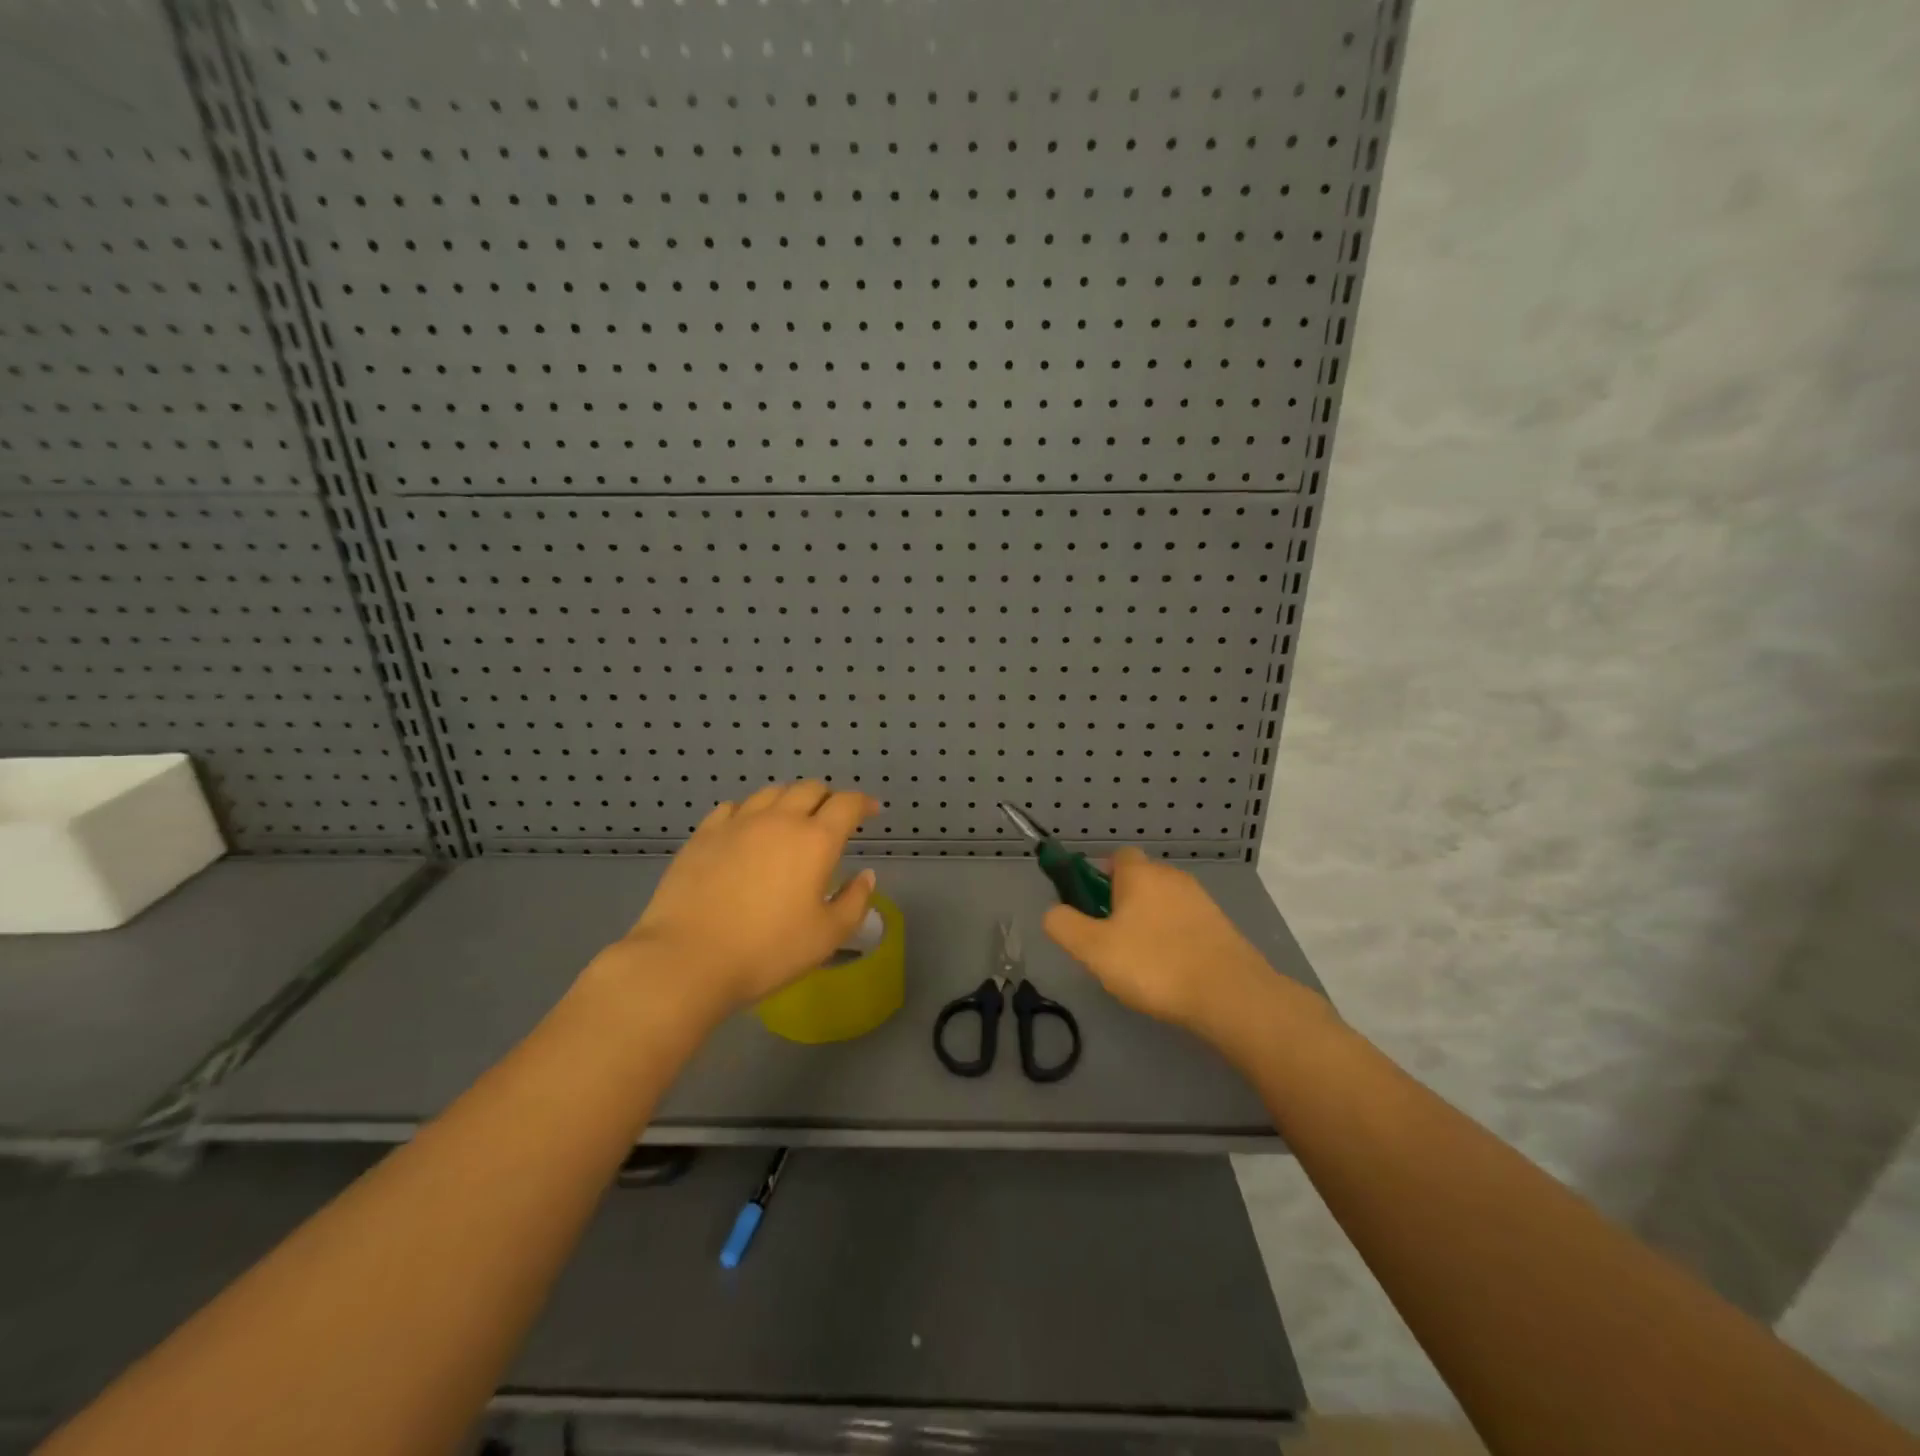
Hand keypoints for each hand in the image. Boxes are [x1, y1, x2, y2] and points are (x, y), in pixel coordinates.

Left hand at [607, 782, 880, 1014]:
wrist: (688, 959)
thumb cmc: (767, 951)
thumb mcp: (827, 936)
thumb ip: (854, 901)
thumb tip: (865, 875)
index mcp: (815, 840)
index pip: (847, 803)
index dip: (863, 803)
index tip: (871, 811)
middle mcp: (779, 820)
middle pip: (809, 788)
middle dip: (827, 798)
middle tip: (831, 819)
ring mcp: (737, 823)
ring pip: (771, 792)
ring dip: (789, 800)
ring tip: (790, 820)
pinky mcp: (704, 834)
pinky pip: (733, 807)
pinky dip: (750, 812)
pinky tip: (747, 831)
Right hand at [1042, 847, 1291, 1037]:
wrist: (1229, 995)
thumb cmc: (1154, 965)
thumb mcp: (1092, 949)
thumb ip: (1064, 925)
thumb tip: (1053, 911)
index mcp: (1140, 874)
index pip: (1116, 856)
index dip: (1098, 877)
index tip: (1089, 907)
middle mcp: (1171, 877)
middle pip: (1139, 880)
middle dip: (1121, 904)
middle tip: (1109, 942)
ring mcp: (1201, 901)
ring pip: (1163, 904)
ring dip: (1148, 924)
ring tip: (1139, 964)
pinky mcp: (1221, 927)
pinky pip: (1185, 924)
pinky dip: (1173, 940)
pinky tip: (1169, 972)